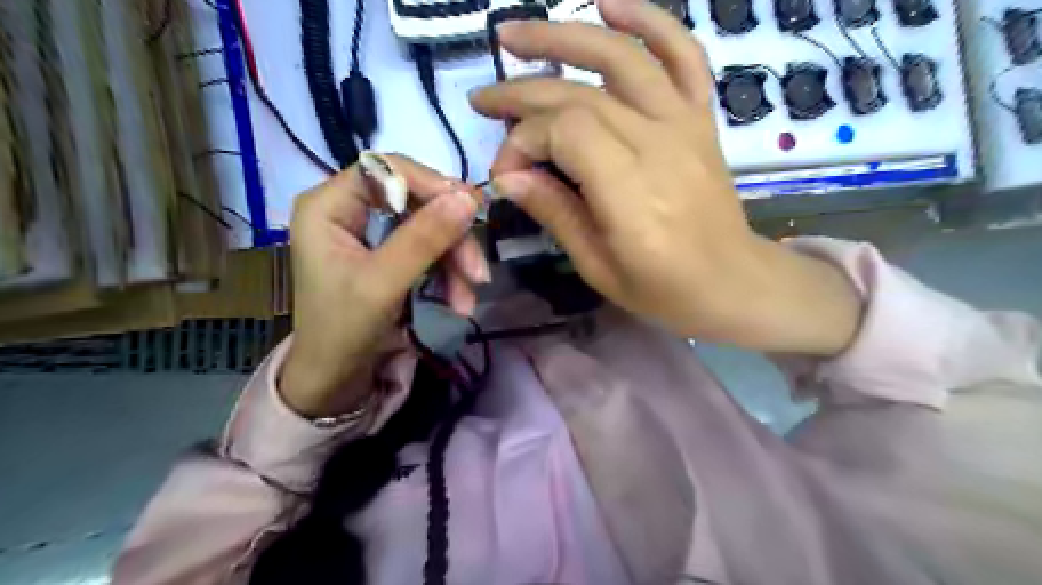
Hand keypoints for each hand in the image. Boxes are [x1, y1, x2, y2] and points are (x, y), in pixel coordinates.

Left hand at [280, 157, 485, 418]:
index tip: (470, 209)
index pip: (385, 168)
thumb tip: (469, 199)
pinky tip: (459, 301)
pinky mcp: (388, 253)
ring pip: (428, 226)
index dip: (430, 183)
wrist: (335, 380)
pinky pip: (428, 249)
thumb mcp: (383, 284)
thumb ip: (423, 239)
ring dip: (455, 261)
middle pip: (414, 200)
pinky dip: (448, 273)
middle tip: (477, 270)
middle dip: (450, 237)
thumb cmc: (343, 331)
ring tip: (469, 298)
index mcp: (328, 205)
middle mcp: (348, 209)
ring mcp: (370, 232)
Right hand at [474, 0, 863, 353]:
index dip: (523, 142)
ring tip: (516, 34)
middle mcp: (658, 144)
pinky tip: (609, 5)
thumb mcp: (597, 266)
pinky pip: (682, 54)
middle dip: (523, 93)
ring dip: (565, 36)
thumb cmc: (662, 288)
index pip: (563, 132)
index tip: (506, 173)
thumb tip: (509, 176)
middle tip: (483, 99)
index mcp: (630, 190)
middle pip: (579, 94)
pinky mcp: (700, 118)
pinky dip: (649, 21)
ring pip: (621, 58)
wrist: (732, 281)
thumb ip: (555, 212)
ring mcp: (684, 123)